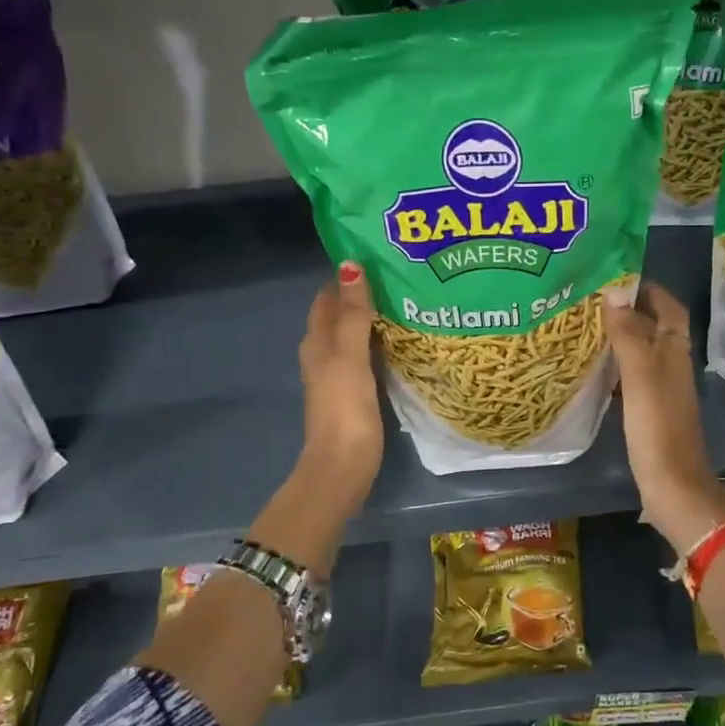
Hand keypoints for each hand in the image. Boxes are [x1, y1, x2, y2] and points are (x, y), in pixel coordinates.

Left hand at [298, 262, 383, 509]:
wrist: (343, 466)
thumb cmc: (345, 408)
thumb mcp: (349, 356)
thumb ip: (352, 314)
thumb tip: (350, 265)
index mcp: (317, 342)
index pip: (327, 298)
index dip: (347, 278)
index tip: (378, 259)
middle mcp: (323, 355)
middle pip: (339, 316)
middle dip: (363, 296)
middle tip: (400, 278)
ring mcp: (338, 376)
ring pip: (353, 337)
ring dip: (373, 321)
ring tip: (407, 304)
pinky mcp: (354, 394)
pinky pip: (366, 358)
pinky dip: (379, 345)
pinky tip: (402, 343)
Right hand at [603, 282, 724, 554]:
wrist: (673, 487)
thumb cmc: (657, 429)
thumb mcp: (641, 377)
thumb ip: (629, 335)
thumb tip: (614, 293)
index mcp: (675, 353)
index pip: (669, 308)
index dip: (649, 289)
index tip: (617, 276)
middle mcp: (673, 366)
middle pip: (656, 327)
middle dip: (631, 309)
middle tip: (593, 299)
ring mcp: (663, 391)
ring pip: (644, 352)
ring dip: (623, 336)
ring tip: (588, 326)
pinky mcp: (651, 413)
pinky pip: (634, 377)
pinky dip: (617, 365)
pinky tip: (595, 369)